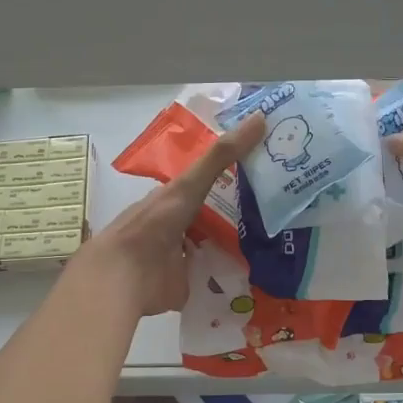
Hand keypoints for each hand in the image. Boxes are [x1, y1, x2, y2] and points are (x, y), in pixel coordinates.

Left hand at [81, 113, 265, 315]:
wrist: (126, 275)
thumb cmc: (155, 223)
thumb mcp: (191, 184)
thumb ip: (222, 156)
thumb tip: (260, 118)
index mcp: (173, 199)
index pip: (205, 185)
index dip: (230, 178)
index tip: (262, 173)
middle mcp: (177, 226)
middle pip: (212, 216)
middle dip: (238, 214)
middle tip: (276, 208)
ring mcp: (181, 257)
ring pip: (214, 246)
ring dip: (236, 245)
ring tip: (274, 240)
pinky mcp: (187, 284)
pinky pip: (214, 277)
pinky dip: (231, 274)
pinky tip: (256, 271)